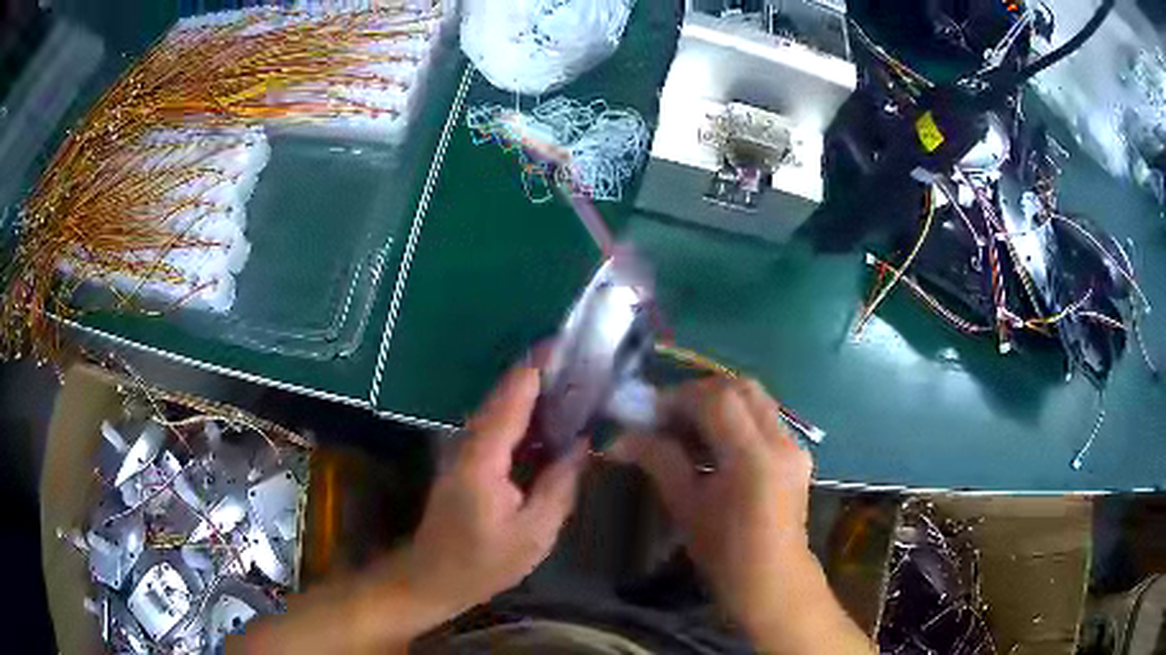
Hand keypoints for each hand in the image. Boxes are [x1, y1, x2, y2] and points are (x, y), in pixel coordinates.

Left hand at [232, 362, 585, 654]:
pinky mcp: (466, 459)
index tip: (568, 342)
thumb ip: (560, 485)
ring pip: (501, 408)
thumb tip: (581, 442)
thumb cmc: (484, 562)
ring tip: (574, 381)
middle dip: (541, 373)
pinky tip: (551, 420)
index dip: (538, 367)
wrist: (433, 576)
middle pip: (505, 395)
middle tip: (582, 360)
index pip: (512, 397)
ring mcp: (464, 449)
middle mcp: (468, 442)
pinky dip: (525, 416)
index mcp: (483, 457)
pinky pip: (499, 427)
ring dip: (534, 392)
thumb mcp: (534, 533)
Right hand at [612, 378, 814, 636]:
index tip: (651, 414)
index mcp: (753, 458)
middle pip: (741, 388)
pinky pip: (766, 417)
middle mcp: (781, 441)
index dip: (680, 398)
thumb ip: (659, 460)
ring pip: (756, 398)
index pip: (718, 400)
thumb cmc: (724, 551)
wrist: (772, 579)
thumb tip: (622, 437)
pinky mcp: (798, 452)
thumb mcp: (686, 506)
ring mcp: (795, 445)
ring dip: (720, 402)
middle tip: (670, 416)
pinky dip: (738, 417)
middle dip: (700, 393)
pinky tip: (717, 444)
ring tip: (690, 429)